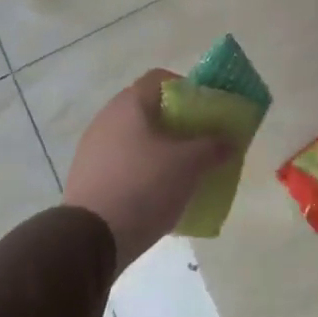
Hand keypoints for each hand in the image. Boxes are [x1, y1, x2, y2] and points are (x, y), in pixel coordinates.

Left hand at [64, 69, 230, 271]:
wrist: (91, 238)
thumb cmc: (144, 186)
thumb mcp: (189, 165)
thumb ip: (213, 147)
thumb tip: (229, 141)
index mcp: (129, 104)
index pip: (160, 78)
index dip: (187, 88)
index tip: (206, 111)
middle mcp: (106, 118)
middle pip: (148, 110)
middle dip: (177, 123)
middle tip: (199, 142)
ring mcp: (92, 148)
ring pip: (135, 139)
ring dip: (159, 149)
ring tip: (182, 172)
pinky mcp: (87, 177)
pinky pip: (122, 164)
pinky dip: (142, 172)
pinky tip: (157, 194)